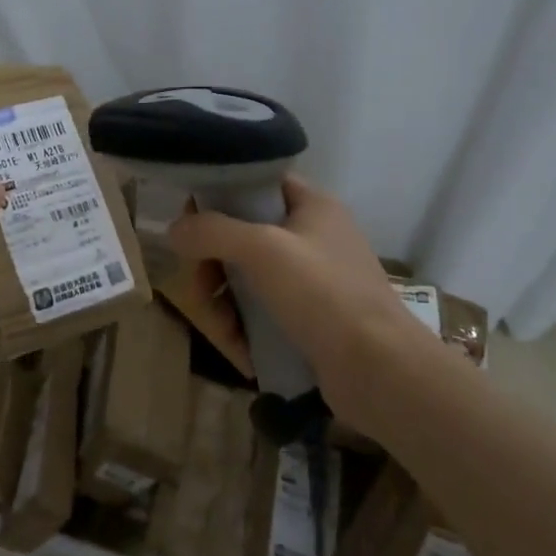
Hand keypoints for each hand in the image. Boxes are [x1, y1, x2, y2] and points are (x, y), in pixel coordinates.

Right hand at [166, 174, 445, 423]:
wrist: (381, 372)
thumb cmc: (322, 294)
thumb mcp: (262, 250)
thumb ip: (212, 232)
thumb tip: (174, 230)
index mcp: (312, 205)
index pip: (256, 182)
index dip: (219, 195)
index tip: (190, 221)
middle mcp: (313, 236)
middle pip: (244, 234)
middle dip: (214, 263)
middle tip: (200, 287)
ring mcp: (313, 280)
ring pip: (249, 276)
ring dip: (225, 301)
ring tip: (223, 330)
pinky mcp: (311, 319)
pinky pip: (263, 311)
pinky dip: (246, 326)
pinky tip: (241, 350)